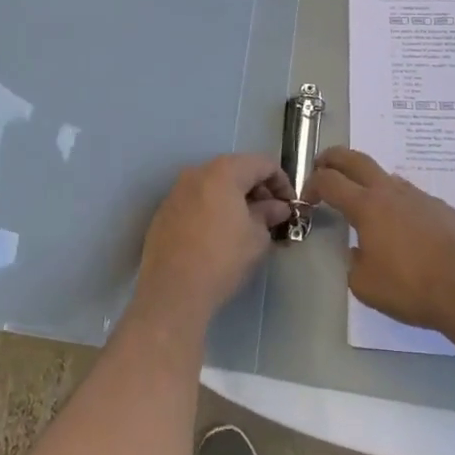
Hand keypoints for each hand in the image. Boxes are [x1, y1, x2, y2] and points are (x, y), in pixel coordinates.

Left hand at [133, 154, 293, 328]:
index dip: (282, 182)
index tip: (290, 206)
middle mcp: (197, 172)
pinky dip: (213, 209)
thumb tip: (277, 207)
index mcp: (224, 171)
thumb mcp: (257, 238)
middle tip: (271, 217)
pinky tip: (219, 235)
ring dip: (235, 200)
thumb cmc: (222, 259)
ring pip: (214, 186)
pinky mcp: (164, 211)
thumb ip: (269, 215)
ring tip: (247, 227)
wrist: (172, 291)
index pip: (262, 163)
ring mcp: (177, 190)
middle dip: (258, 190)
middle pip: (236, 170)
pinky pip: (197, 201)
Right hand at [310, 147, 454, 335]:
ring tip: (368, 206)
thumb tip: (359, 250)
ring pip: (389, 179)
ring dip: (371, 184)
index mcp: (367, 206)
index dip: (313, 184)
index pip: (330, 181)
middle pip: (357, 160)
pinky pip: (416, 201)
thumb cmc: (412, 288)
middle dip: (335, 158)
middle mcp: (392, 192)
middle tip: (323, 164)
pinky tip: (410, 235)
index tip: (308, 197)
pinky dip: (403, 208)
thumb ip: (354, 262)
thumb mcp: (365, 285)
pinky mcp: (446, 210)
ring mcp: (422, 198)